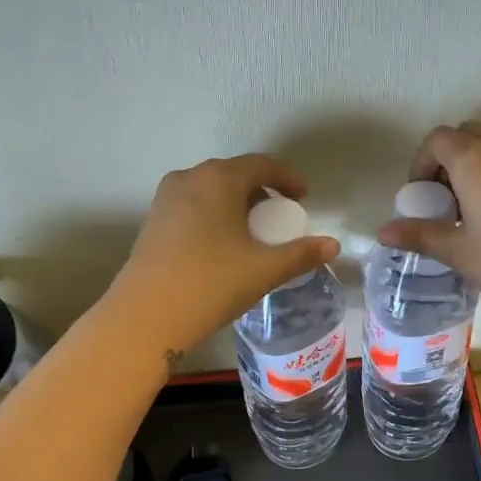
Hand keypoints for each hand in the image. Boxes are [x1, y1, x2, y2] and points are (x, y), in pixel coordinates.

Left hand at [109, 154, 339, 356]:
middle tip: (279, 217)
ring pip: (211, 190)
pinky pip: (193, 206)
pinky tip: (222, 245)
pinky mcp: (153, 220)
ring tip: (252, 232)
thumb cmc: (212, 283)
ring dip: (236, 204)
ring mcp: (166, 198)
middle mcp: (189, 178)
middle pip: (234, 175)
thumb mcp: (264, 269)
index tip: (303, 198)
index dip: (287, 178)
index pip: (261, 165)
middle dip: (261, 192)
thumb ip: (301, 254)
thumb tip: (333, 245)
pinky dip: (214, 215)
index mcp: (219, 179)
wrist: (147, 315)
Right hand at [376, 125, 480, 328]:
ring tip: (468, 211)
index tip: (420, 197)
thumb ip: (420, 235)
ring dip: (473, 167)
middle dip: (447, 160)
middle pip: (467, 135)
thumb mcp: (458, 251)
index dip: (421, 163)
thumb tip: (382, 232)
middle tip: (442, 200)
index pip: (438, 139)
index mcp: (475, 159)